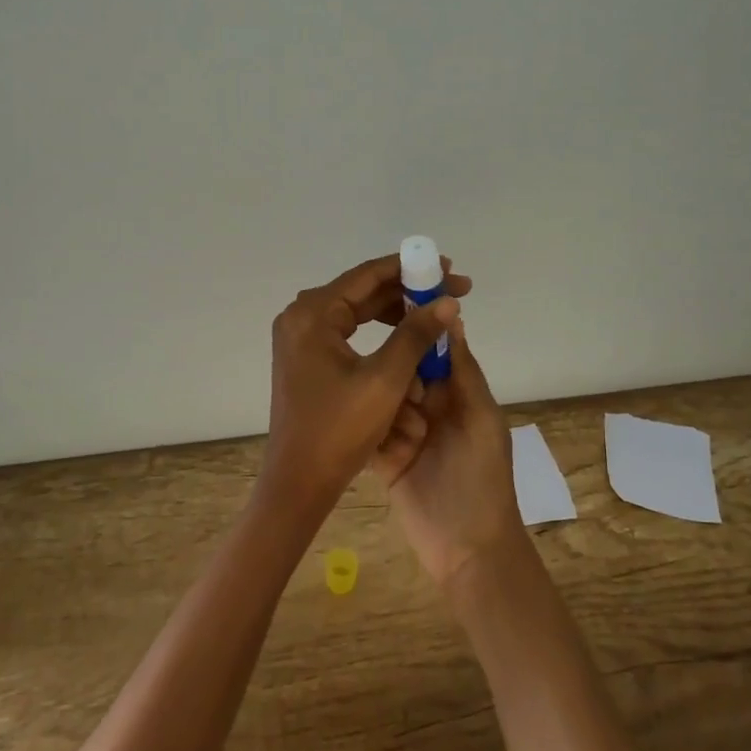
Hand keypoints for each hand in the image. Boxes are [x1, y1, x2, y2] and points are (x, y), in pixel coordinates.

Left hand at [263, 254, 466, 519]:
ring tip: (434, 316)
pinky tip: (407, 340)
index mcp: (313, 314)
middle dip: (408, 292)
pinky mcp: (306, 358)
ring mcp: (300, 338)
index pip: (368, 275)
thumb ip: (416, 334)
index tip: (448, 269)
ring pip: (356, 312)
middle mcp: (301, 316)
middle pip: (362, 291)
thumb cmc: (340, 429)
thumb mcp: (386, 379)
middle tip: (450, 293)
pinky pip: (348, 332)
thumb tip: (448, 301)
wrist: (299, 481)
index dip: (412, 269)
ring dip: (395, 313)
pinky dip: (378, 334)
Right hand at [372, 316, 526, 590]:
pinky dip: (369, 434)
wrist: (468, 549)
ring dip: (387, 414)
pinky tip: (369, 438)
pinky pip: (368, 432)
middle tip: (409, 408)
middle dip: (398, 383)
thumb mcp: (481, 418)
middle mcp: (429, 408)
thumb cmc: (482, 477)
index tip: (393, 326)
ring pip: (381, 400)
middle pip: (400, 374)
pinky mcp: (383, 458)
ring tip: (405, 439)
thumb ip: (463, 370)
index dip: (415, 339)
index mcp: (456, 393)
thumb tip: (451, 315)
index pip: (431, 353)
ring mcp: (404, 433)